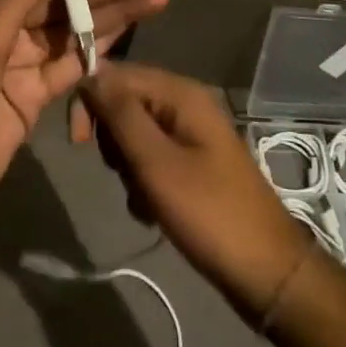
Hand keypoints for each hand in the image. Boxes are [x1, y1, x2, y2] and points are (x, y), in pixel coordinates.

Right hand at [82, 62, 310, 321]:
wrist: (267, 272)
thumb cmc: (208, 212)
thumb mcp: (155, 162)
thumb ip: (120, 114)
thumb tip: (90, 75)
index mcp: (181, 93)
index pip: (117, 74)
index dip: (92, 101)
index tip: (78, 142)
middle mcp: (187, 104)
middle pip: (126, 103)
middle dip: (114, 140)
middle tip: (124, 174)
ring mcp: (193, 134)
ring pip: (135, 134)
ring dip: (128, 167)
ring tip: (143, 198)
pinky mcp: (194, 162)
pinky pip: (153, 158)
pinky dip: (144, 182)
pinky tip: (152, 211)